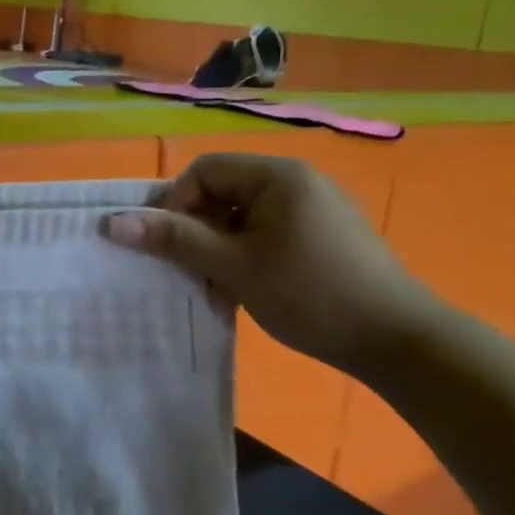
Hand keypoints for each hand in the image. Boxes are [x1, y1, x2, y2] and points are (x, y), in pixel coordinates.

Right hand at [104, 153, 441, 376]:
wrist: (402, 343)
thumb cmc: (311, 294)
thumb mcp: (234, 267)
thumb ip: (174, 239)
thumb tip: (112, 222)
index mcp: (277, 176)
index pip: (204, 172)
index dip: (177, 205)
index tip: (171, 247)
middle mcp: (297, 181)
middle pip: (223, 191)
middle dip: (198, 228)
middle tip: (192, 269)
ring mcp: (315, 208)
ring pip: (243, 215)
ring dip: (220, 246)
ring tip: (219, 284)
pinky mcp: (326, 234)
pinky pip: (268, 230)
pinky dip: (247, 253)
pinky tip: (249, 286)